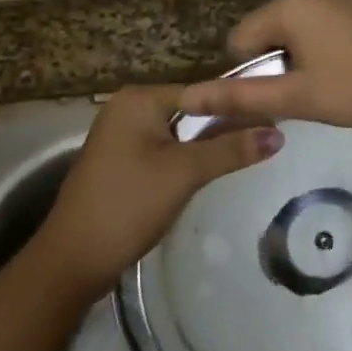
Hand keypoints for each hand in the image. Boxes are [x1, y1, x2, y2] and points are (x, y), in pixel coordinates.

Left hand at [29, 85, 282, 303]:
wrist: (73, 259)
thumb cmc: (128, 204)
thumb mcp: (184, 173)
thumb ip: (231, 150)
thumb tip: (278, 134)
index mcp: (139, 99)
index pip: (202, 91)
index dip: (239, 106)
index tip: (277, 119)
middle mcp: (128, 107)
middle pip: (192, 110)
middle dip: (225, 126)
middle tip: (270, 139)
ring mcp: (122, 135)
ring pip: (180, 132)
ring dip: (209, 144)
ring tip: (251, 153)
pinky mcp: (122, 161)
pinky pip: (165, 150)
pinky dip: (188, 158)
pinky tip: (213, 171)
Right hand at [178, 0, 351, 134]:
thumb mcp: (299, 98)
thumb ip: (242, 96)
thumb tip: (186, 98)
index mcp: (290, 4)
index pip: (242, 37)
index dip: (254, 71)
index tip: (286, 95)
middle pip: (276, 26)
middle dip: (284, 58)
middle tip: (314, 91)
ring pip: (309, 21)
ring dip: (312, 49)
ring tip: (342, 80)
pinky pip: (340, 17)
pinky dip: (341, 39)